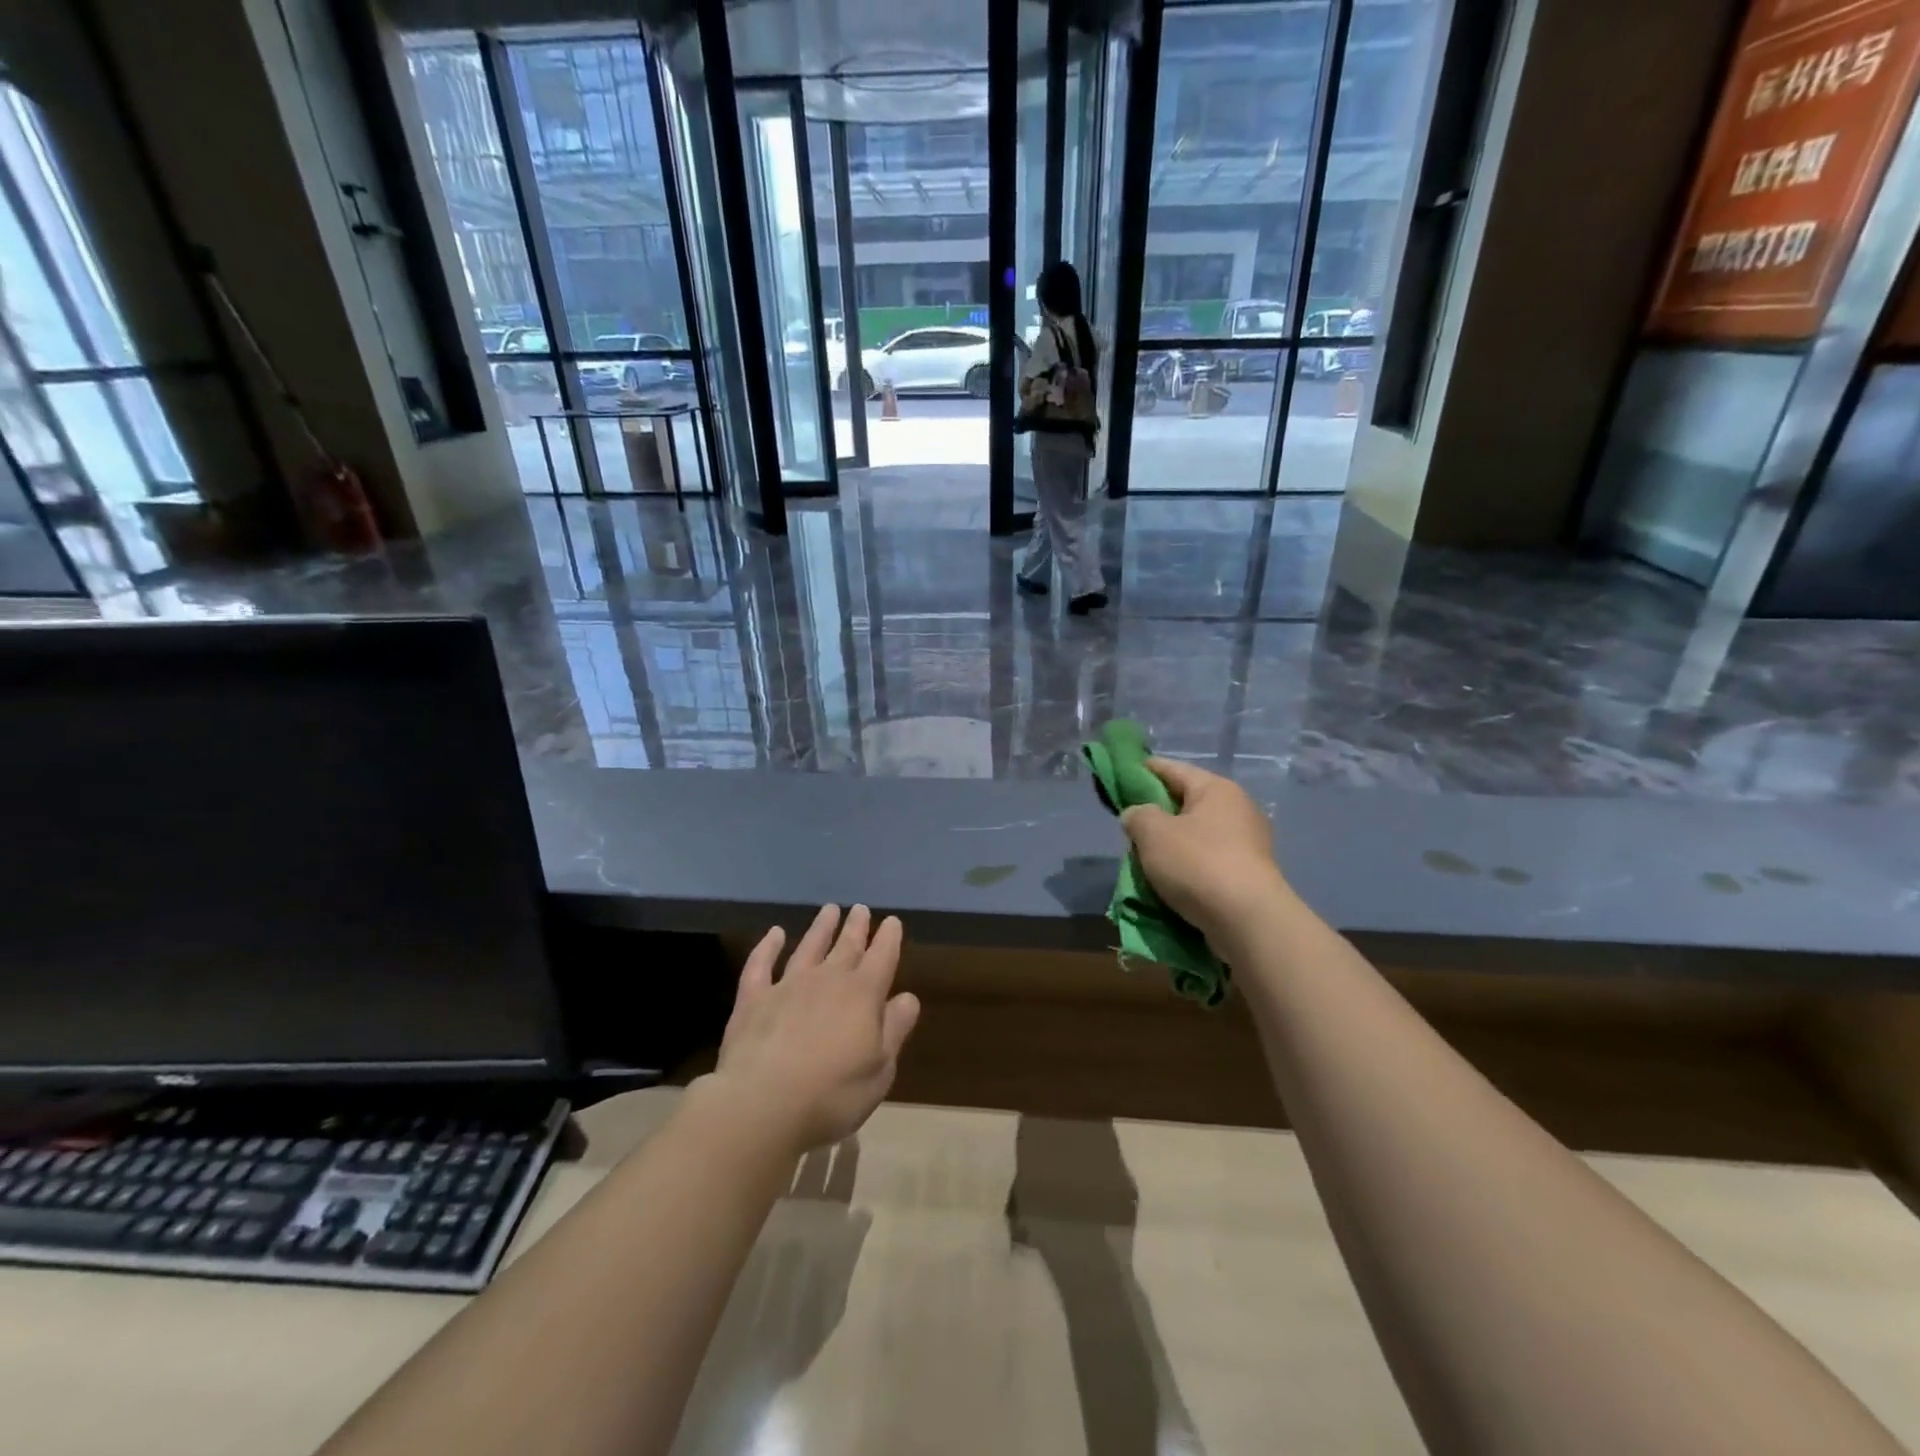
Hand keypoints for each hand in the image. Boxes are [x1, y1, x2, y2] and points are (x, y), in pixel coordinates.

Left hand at [705, 905, 920, 1156]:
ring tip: (829, 910)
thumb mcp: (880, 1070)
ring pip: (808, 946)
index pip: (882, 957)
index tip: (891, 921)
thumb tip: (908, 997)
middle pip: (846, 946)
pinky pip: (761, 964)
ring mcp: (787, 985)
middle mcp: (827, 980)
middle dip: (856, 927)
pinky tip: (774, 933)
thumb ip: (895, 1030)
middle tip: (860, 909)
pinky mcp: (753, 999)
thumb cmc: (832, 1095)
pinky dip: (768, 946)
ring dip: (820, 928)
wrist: (762, 1105)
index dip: (888, 938)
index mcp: (863, 995)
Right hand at [1119, 758, 1288, 946]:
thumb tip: (1138, 816)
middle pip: (1187, 802)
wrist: (1248, 922)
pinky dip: (1189, 866)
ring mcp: (1248, 843)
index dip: (1144, 770)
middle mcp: (1238, 809)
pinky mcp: (1249, 874)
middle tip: (1130, 826)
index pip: (1173, 769)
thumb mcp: (1153, 833)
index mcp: (1216, 789)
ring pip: (1197, 834)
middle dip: (1157, 812)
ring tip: (1146, 857)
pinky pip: (1209, 860)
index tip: (1121, 775)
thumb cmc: (1198, 864)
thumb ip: (1137, 816)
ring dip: (1172, 843)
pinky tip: (1171, 879)